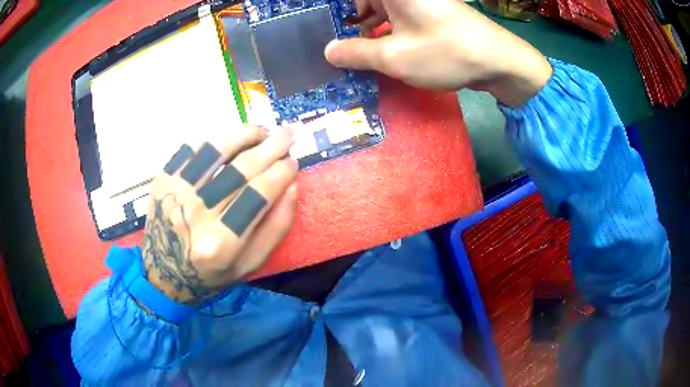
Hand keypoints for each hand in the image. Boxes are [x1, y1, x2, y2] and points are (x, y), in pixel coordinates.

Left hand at [142, 125, 297, 304]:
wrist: (164, 271)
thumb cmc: (210, 274)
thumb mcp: (249, 265)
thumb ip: (275, 229)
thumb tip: (292, 185)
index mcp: (220, 243)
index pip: (258, 194)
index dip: (281, 172)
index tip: (294, 162)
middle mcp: (195, 214)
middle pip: (241, 169)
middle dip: (272, 146)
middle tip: (290, 133)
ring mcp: (175, 192)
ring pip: (216, 148)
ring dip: (245, 133)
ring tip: (262, 131)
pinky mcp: (163, 177)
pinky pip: (193, 145)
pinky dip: (216, 136)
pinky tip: (231, 138)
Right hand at [325, 0, 552, 105]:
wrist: (499, 60)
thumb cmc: (445, 52)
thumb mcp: (393, 57)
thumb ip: (355, 53)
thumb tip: (328, 51)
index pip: (352, 0)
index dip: (335, 14)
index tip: (322, 31)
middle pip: (365, 2)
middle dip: (349, 22)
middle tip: (337, 46)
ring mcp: (419, 0)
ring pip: (380, 9)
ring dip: (367, 29)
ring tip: (357, 52)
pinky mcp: (430, 11)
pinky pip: (398, 15)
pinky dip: (386, 30)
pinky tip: (382, 48)